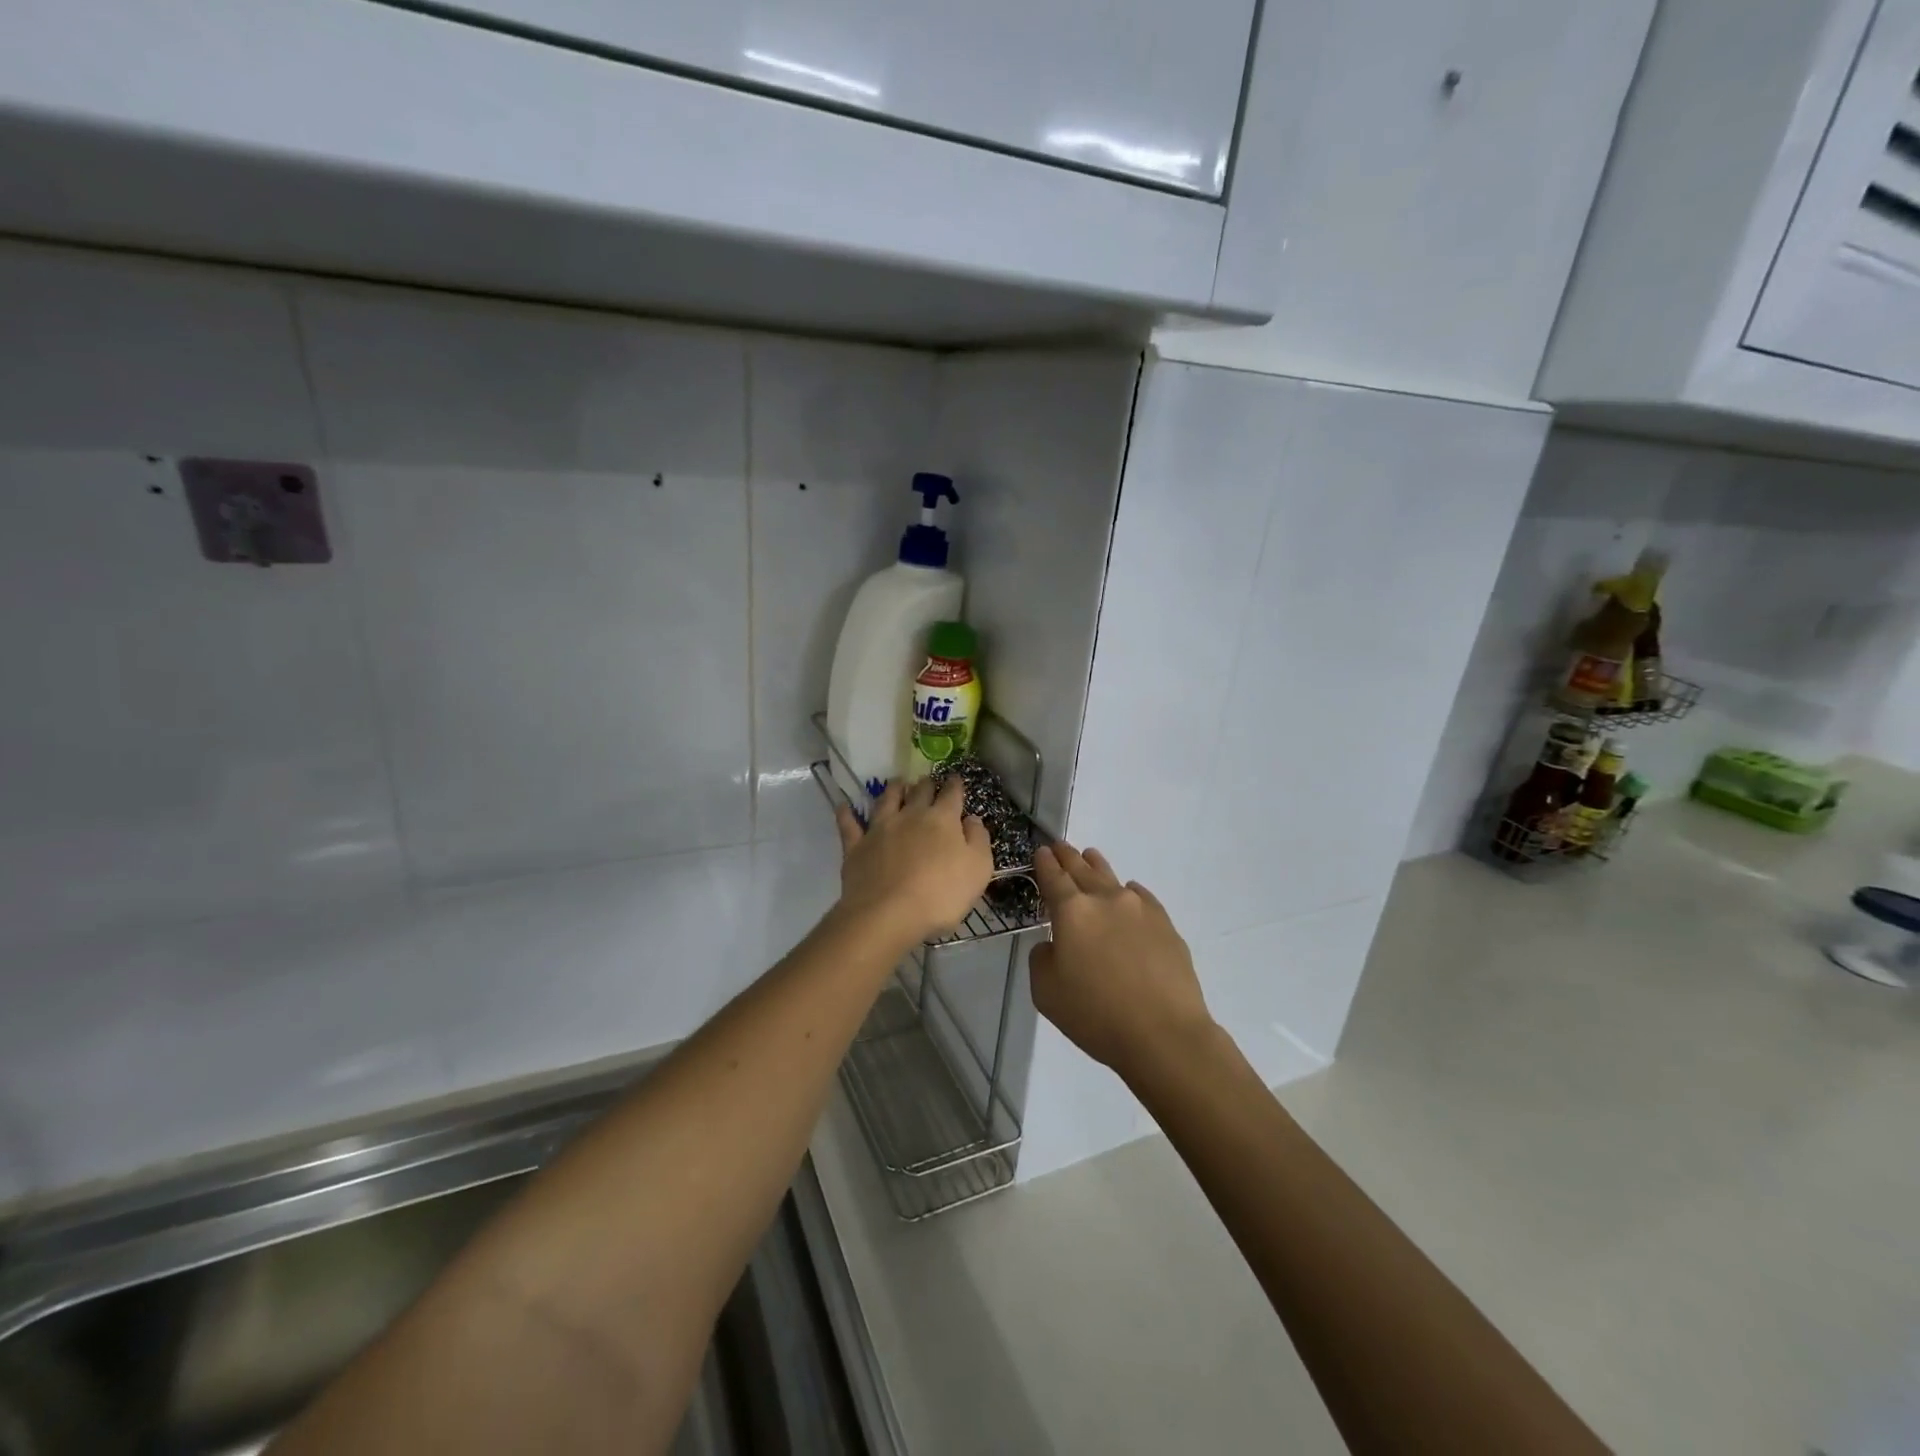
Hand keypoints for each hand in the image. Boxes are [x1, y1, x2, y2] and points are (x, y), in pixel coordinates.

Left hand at [835, 778, 993, 945]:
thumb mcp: (978, 869)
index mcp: (942, 819)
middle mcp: (910, 815)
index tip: (956, 779)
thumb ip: (979, 840)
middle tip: (928, 782)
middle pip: (919, 791)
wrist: (889, 914)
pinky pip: (849, 824)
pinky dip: (847, 813)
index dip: (955, 785)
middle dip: (926, 784)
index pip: (951, 794)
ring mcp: (880, 829)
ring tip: (897, 783)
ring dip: (894, 789)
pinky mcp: (856, 846)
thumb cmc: (941, 894)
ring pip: (886, 799)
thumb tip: (972, 818)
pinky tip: (844, 806)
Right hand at [1030, 842, 1216, 1078]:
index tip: (1041, 852)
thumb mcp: (1046, 992)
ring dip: (1096, 865)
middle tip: (1060, 847)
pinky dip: (1128, 891)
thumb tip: (1054, 944)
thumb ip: (1042, 958)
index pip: (1053, 877)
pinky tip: (1128, 894)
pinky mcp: (1165, 923)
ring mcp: (1139, 908)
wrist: (1164, 1033)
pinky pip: (1140, 896)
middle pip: (1081, 869)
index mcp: (1071, 911)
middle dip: (1068, 857)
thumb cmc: (1096, 1015)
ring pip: (1112, 877)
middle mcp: (1105, 899)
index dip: (1044, 863)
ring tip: (1090, 856)